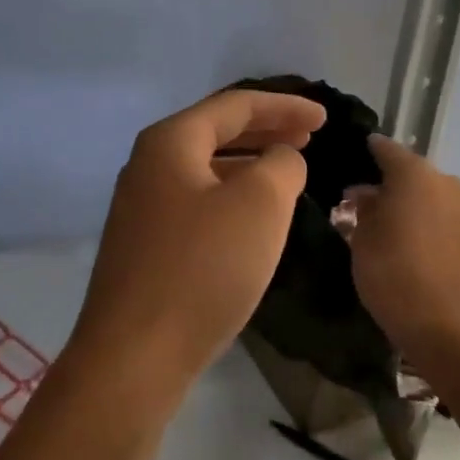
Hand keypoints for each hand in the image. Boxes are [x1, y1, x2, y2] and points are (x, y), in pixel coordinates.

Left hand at [68, 89, 326, 401]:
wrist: (135, 355)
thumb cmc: (202, 268)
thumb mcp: (259, 206)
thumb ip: (281, 166)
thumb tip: (280, 160)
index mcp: (170, 142)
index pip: (234, 105)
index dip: (284, 106)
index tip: (325, 119)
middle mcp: (148, 164)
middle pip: (216, 131)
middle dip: (266, 130)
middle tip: (310, 137)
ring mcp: (142, 206)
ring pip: (206, 168)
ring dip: (249, 163)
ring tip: (287, 170)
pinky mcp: (145, 244)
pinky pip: (197, 201)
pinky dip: (231, 195)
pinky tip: (253, 216)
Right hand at [345, 134, 459, 349]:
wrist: (445, 322)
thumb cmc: (390, 272)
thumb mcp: (362, 239)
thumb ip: (366, 209)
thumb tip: (369, 195)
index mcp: (413, 175)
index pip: (389, 150)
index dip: (375, 150)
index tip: (366, 151)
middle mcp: (450, 183)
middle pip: (420, 177)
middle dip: (403, 188)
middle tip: (384, 207)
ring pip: (446, 201)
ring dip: (430, 210)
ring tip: (414, 233)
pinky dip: (450, 232)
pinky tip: (438, 253)